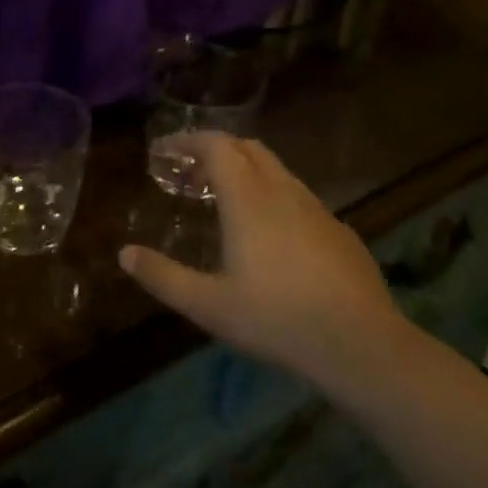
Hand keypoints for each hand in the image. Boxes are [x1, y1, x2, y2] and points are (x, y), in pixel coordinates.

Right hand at [120, 133, 412, 398]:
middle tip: (190, 174)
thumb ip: (163, 276)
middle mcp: (282, 191)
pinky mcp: (339, 230)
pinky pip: (298, 195)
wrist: (362, 346)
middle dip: (215, 150)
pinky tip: (271, 233)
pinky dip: (272, 194)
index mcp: (247, 199)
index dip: (186, 141)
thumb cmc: (276, 319)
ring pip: (276, 169)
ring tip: (225, 199)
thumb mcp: (208, 305)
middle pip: (246, 148)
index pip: (216, 146)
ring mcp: (316, 208)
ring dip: (245, 170)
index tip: (163, 152)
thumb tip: (124, 253)